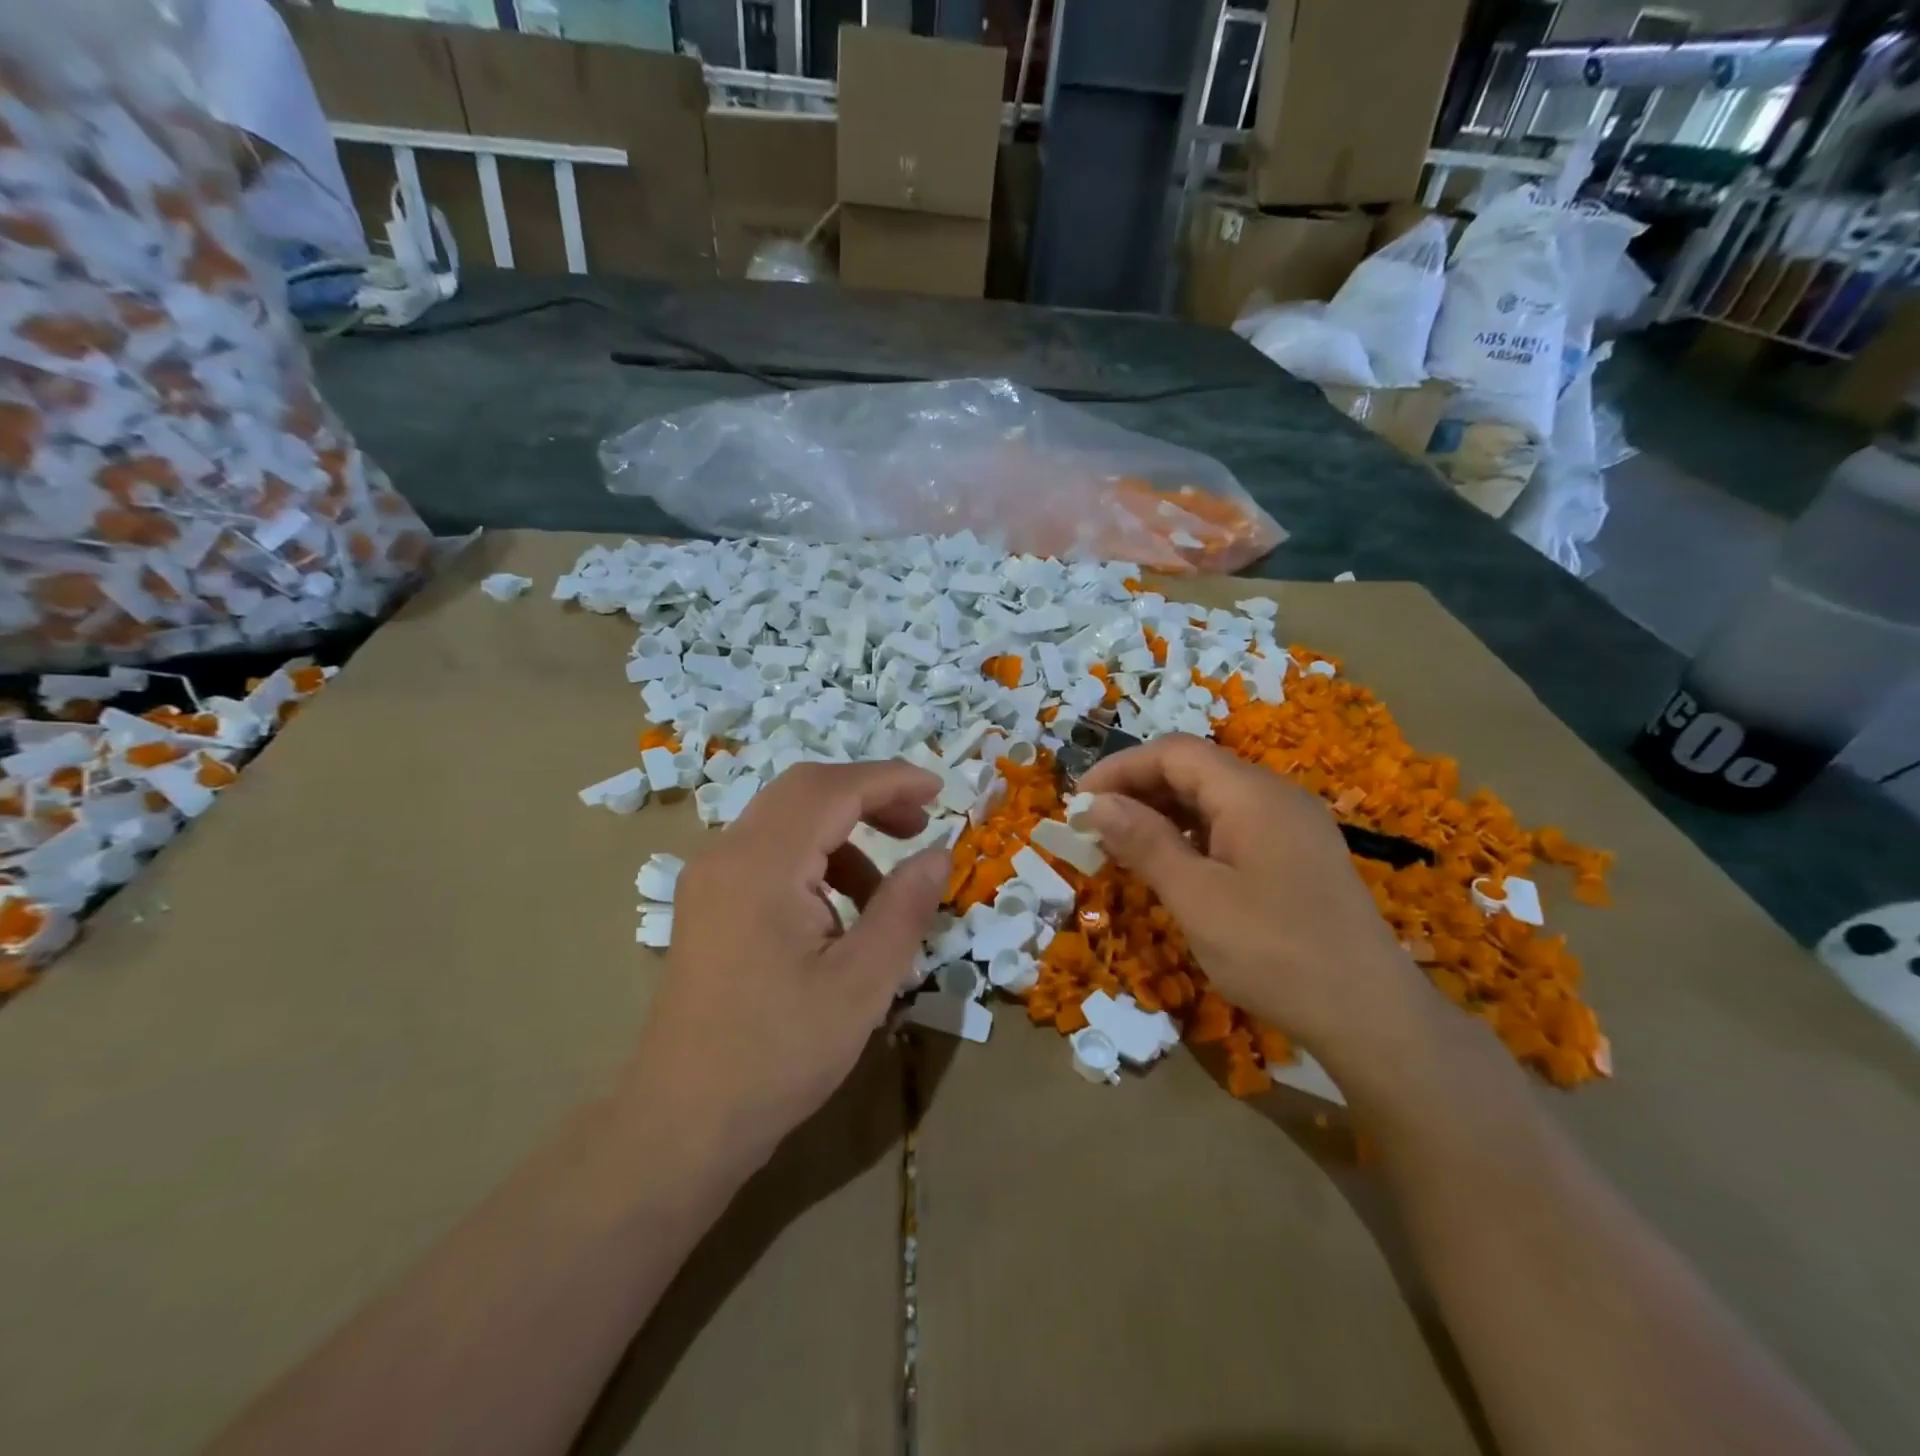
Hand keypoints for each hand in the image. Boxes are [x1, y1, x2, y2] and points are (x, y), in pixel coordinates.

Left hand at [622, 761, 947, 1173]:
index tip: (940, 791)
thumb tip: (939, 853)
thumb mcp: (861, 983)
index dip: (891, 780)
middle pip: (804, 790)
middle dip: (868, 797)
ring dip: (842, 834)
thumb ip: (904, 907)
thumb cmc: (779, 1054)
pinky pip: (769, 853)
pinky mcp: (708, 902)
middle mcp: (727, 854)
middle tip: (918, 826)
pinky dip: (814, 862)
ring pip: (786, 820)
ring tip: (884, 891)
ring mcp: (710, 877)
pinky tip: (839, 916)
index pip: (832, 789)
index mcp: (761, 864)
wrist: (682, 1123)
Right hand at [1078, 735, 1439, 1068]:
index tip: (1078, 803)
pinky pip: (1232, 826)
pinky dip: (1192, 836)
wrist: (1371, 1016)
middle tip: (1094, 829)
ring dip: (1163, 815)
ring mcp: (1291, 826)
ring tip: (1123, 848)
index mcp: (1251, 794)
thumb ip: (1144, 842)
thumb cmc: (1274, 952)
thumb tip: (1096, 804)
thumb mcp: (1196, 897)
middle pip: (1194, 770)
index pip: (1174, 753)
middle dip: (1138, 791)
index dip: (1120, 769)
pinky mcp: (1297, 856)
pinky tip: (1172, 867)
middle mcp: (1274, 796)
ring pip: (1212, 799)